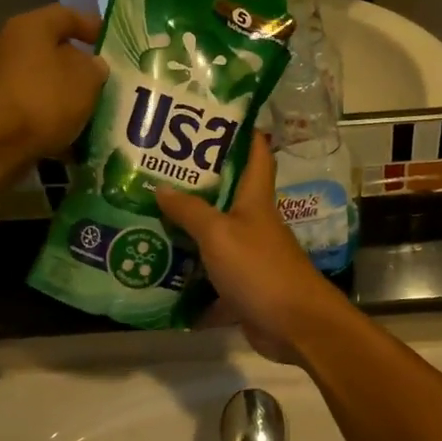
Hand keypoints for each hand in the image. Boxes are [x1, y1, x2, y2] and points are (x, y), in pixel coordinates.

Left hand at [0, 5, 107, 168]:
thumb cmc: (45, 98)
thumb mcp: (87, 79)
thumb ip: (96, 67)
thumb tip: (92, 66)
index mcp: (31, 27)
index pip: (67, 15)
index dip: (92, 26)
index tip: (113, 43)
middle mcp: (9, 46)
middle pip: (53, 49)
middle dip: (80, 66)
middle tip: (106, 81)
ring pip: (44, 80)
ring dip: (67, 94)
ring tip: (93, 110)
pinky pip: (33, 106)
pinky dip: (52, 116)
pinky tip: (72, 134)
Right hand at [155, 134, 346, 358]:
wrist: (295, 325)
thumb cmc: (260, 269)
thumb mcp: (219, 234)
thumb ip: (190, 211)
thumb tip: (160, 187)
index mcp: (255, 200)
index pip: (257, 155)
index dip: (244, 132)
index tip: (217, 116)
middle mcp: (254, 224)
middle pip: (227, 197)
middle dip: (196, 185)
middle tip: (156, 172)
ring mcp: (250, 258)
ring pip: (215, 239)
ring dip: (188, 234)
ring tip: (146, 221)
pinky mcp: (243, 289)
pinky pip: (212, 280)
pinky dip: (190, 282)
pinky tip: (159, 277)